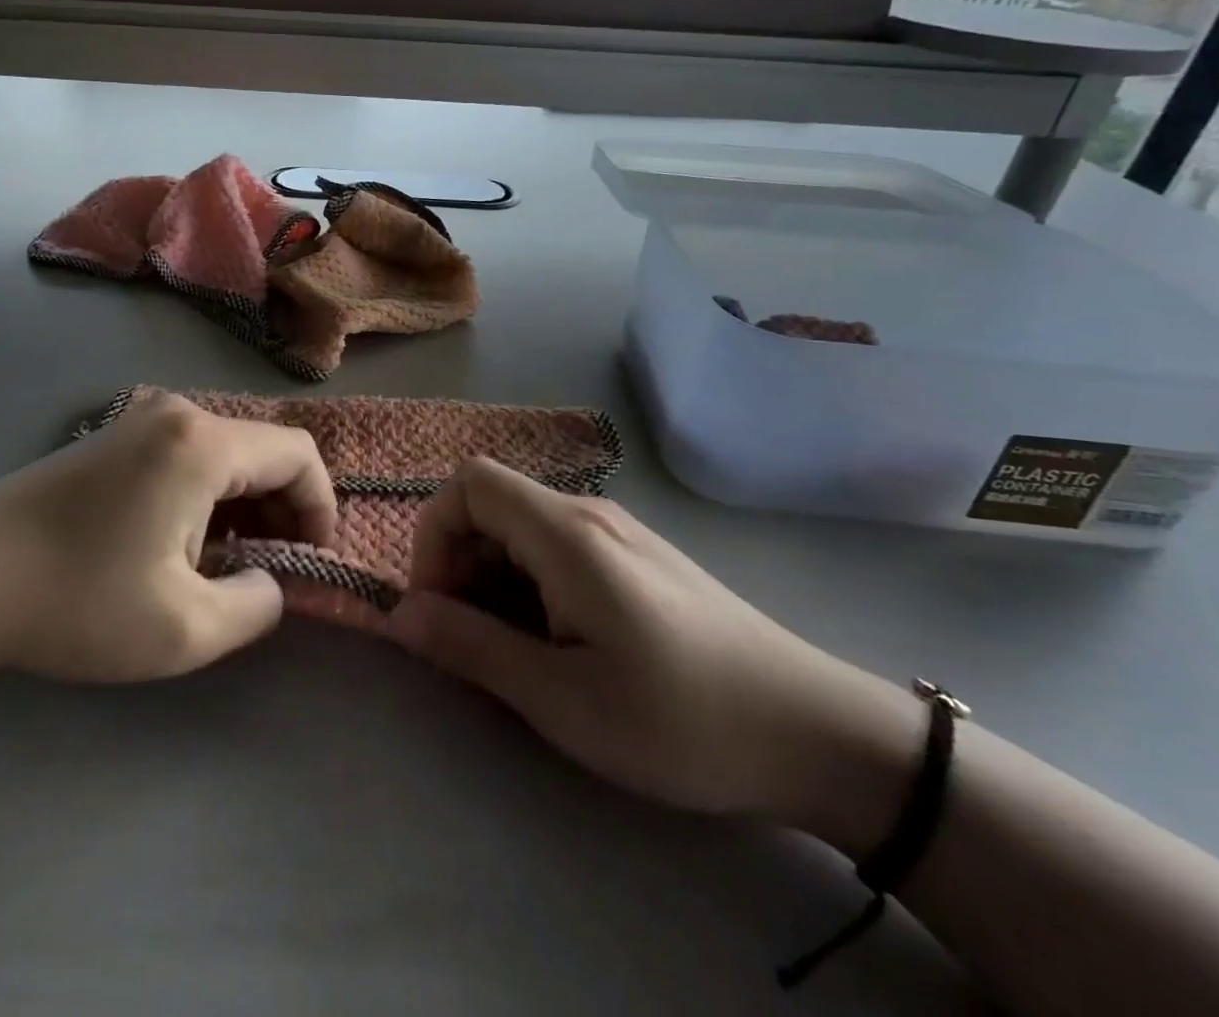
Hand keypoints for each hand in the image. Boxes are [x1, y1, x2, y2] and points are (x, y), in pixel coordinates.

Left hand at [0, 393, 335, 683]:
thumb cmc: (76, 602)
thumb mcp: (185, 630)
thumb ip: (258, 606)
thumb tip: (272, 580)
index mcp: (203, 443)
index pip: (298, 455)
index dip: (320, 508)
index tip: (309, 564)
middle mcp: (178, 413)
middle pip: (263, 451)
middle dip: (282, 511)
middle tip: (268, 573)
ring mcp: (141, 419)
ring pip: (227, 454)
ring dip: (244, 507)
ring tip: (226, 566)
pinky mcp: (115, 437)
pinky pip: (189, 456)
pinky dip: (208, 496)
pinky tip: (182, 545)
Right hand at [387, 458, 918, 838]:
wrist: (817, 735)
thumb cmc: (679, 719)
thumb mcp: (561, 698)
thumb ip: (472, 646)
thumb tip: (400, 616)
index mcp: (566, 533)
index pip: (469, 483)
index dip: (434, 534)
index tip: (440, 606)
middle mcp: (588, 514)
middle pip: (492, 504)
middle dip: (460, 565)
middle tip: (474, 643)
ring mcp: (617, 533)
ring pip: (523, 529)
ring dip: (495, 581)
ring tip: (519, 655)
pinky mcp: (637, 559)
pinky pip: (558, 550)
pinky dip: (531, 587)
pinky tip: (562, 646)